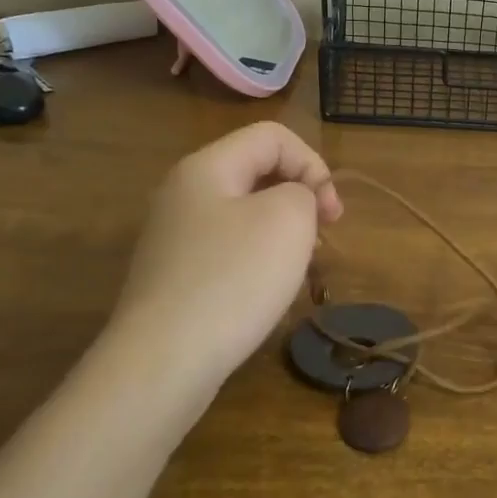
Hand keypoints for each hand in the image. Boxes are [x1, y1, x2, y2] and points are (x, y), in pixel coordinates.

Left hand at [111, 122, 343, 386]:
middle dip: (300, 198)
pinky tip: (265, 292)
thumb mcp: (288, 219)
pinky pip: (227, 250)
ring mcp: (174, 237)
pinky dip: (257, 260)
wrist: (164, 360)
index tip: (332, 214)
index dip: (313, 164)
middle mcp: (183, 193)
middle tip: (321, 238)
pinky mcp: (174, 276)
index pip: (272, 137)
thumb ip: (303, 192)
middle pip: (256, 173)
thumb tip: (293, 202)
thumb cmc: (233, 279)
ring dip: (281, 232)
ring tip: (298, 268)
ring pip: (244, 214)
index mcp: (207, 167)